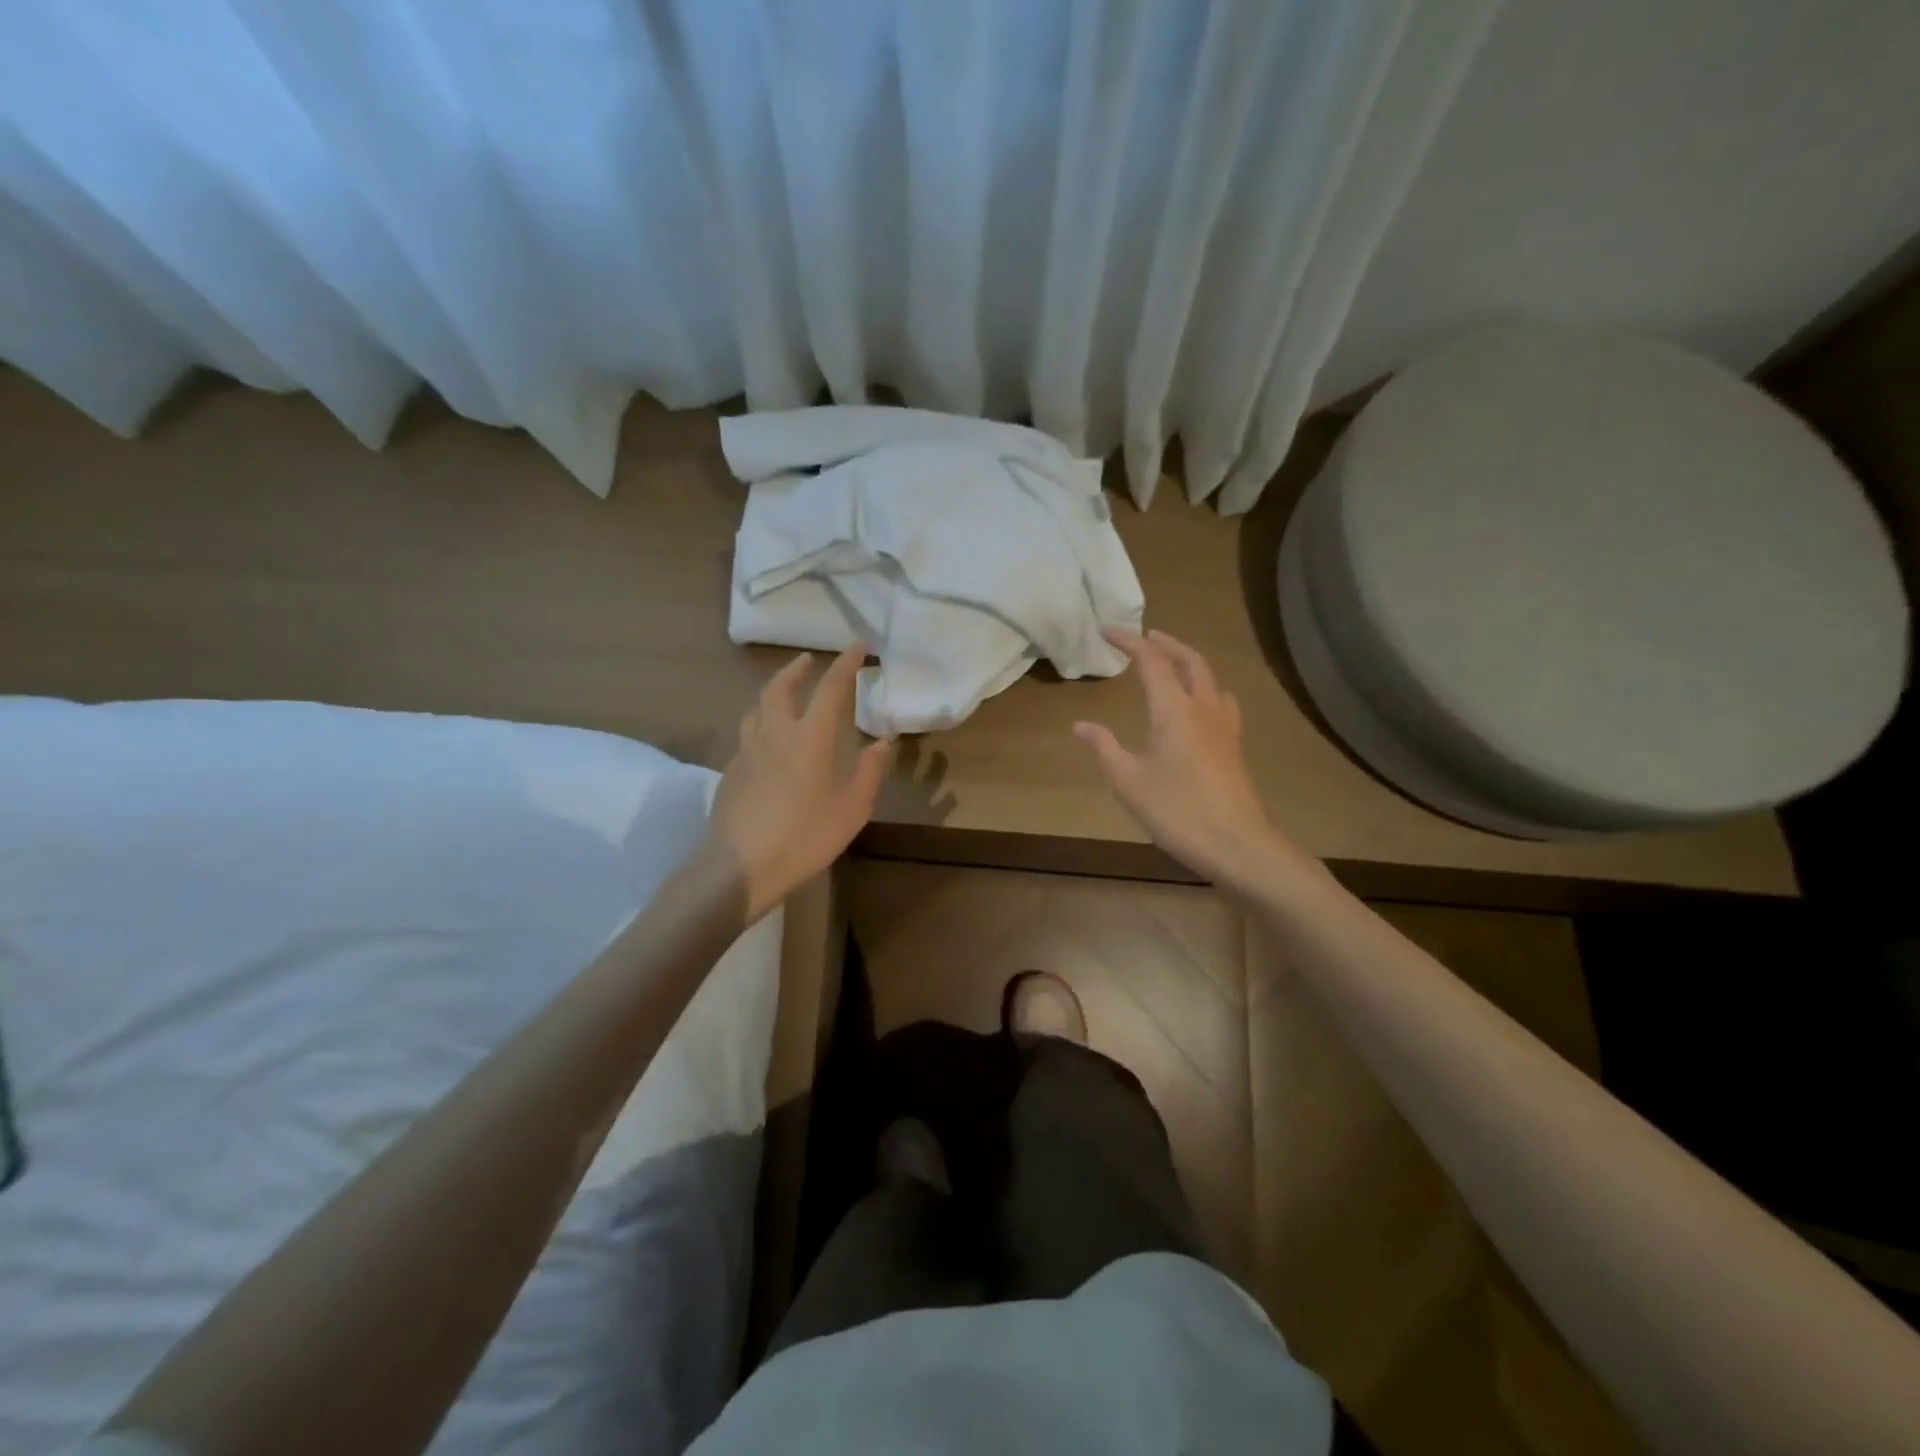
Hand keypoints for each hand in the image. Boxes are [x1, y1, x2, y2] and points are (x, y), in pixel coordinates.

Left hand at [705, 647, 891, 920]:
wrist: (738, 867)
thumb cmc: (804, 836)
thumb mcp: (852, 808)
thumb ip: (869, 771)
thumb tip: (882, 741)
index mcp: (809, 737)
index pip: (830, 688)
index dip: (845, 664)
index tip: (857, 646)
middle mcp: (774, 734)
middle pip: (781, 687)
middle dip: (797, 669)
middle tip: (809, 660)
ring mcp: (746, 752)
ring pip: (757, 708)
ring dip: (773, 692)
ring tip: (784, 693)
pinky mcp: (730, 772)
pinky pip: (747, 735)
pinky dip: (761, 723)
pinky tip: (767, 742)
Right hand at [1074, 628, 1299, 892]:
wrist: (1236, 845)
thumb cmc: (1176, 812)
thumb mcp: (1128, 782)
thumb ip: (1104, 748)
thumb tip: (1081, 725)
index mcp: (1174, 710)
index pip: (1152, 661)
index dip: (1130, 641)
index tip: (1108, 631)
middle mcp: (1203, 709)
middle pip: (1190, 660)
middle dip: (1166, 643)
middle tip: (1145, 637)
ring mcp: (1225, 727)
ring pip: (1211, 679)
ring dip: (1189, 662)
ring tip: (1172, 665)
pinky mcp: (1234, 746)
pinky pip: (1221, 701)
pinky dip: (1205, 688)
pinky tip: (1198, 708)